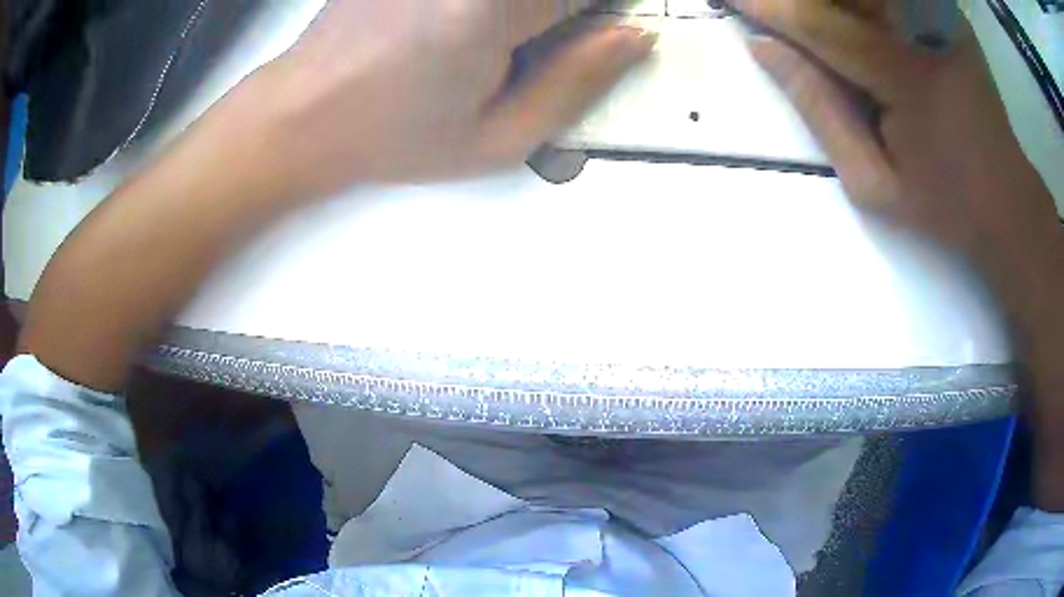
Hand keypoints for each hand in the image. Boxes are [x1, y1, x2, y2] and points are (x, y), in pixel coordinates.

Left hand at [248, 0, 653, 195]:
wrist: (302, 113)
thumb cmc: (394, 137)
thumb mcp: (497, 138)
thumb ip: (578, 83)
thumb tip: (635, 38)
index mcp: (491, 10)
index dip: (608, 10)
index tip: (604, 29)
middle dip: (568, 10)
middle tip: (536, 45)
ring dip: (533, 11)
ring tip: (505, 41)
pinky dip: (496, 12)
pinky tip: (465, 30)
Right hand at [732, 0, 1063, 508]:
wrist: (1008, 203)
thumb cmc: (945, 205)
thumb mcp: (874, 183)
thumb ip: (820, 109)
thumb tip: (765, 47)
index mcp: (909, 77)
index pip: (820, 23)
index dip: (769, 6)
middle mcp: (926, 30)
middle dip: (802, 0)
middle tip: (775, 14)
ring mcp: (940, 16)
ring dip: (835, 5)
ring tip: (814, 26)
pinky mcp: (947, 14)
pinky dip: (865, 7)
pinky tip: (856, 23)